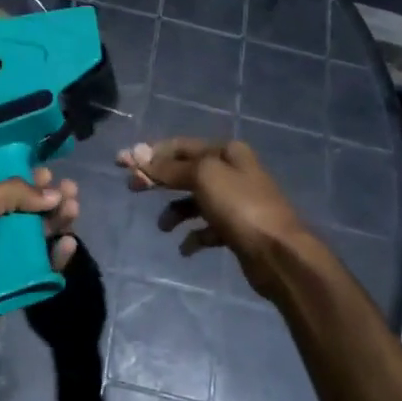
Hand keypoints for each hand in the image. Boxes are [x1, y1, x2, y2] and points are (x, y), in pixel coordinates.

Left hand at [0, 168, 79, 359]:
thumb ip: (10, 193)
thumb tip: (51, 192)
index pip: (3, 189)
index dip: (27, 180)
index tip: (49, 173)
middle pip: (25, 211)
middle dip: (49, 199)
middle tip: (72, 190)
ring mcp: (1, 261)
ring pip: (37, 237)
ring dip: (57, 221)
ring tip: (74, 210)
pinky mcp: (15, 287)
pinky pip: (42, 268)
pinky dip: (57, 255)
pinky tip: (68, 244)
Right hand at [118, 138, 304, 300]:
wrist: (279, 254)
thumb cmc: (240, 207)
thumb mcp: (202, 177)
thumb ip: (169, 168)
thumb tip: (137, 154)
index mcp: (226, 152)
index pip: (180, 146)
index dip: (150, 153)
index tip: (122, 162)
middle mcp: (232, 172)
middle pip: (185, 172)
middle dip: (158, 180)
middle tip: (132, 189)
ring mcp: (235, 202)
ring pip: (194, 201)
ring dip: (175, 212)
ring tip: (164, 227)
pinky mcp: (236, 230)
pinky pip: (207, 229)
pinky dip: (194, 236)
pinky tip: (186, 248)